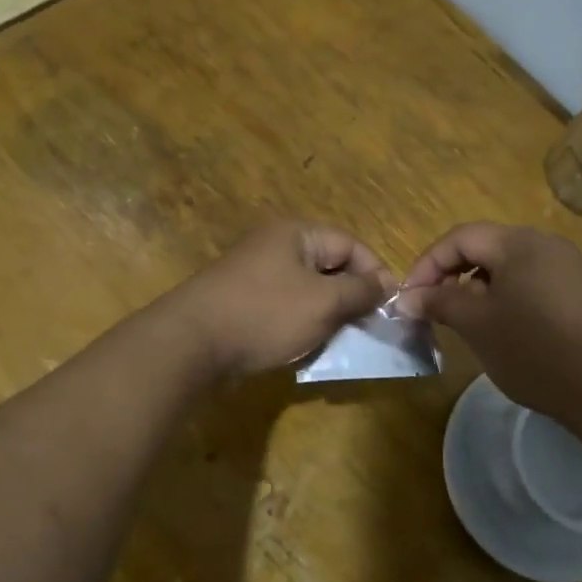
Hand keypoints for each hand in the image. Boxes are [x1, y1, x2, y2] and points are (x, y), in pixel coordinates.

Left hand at [170, 221, 394, 378]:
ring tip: (338, 341)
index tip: (390, 307)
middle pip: (329, 266)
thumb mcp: (323, 303)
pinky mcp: (241, 300)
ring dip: (326, 315)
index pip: (351, 244)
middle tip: (366, 328)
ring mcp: (254, 273)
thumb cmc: (265, 314)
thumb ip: (360, 291)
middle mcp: (275, 246)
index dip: (375, 273)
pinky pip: (283, 307)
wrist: (191, 343)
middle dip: (350, 297)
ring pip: (307, 290)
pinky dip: (299, 324)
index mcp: (296, 234)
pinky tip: (303, 347)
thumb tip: (387, 283)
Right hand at [400, 223, 581, 421]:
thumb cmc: (534, 350)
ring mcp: (568, 266)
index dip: (427, 263)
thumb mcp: (476, 324)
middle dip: (451, 273)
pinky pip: (531, 281)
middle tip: (432, 306)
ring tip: (464, 319)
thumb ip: (438, 302)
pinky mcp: (580, 291)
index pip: (460, 238)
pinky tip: (502, 326)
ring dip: (477, 285)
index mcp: (519, 242)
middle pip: (485, 246)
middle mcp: (546, 243)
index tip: (409, 297)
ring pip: (508, 265)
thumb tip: (405, 298)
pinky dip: (506, 295)